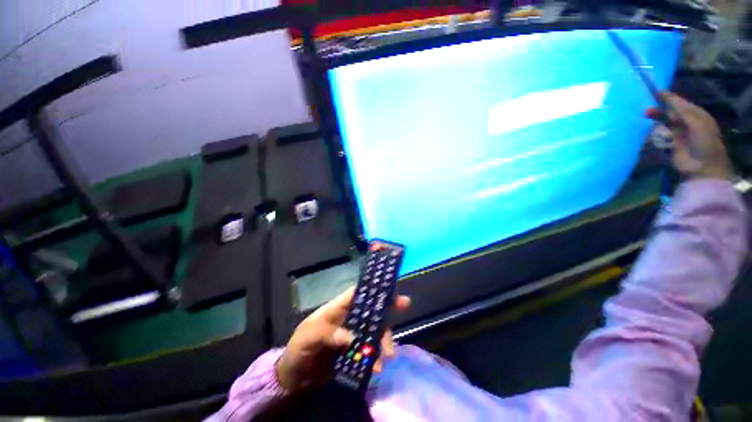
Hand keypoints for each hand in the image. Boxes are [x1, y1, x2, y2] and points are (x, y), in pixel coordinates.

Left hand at [275, 287, 410, 391]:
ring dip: (384, 339)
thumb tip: (352, 337)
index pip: (358, 292)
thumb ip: (328, 334)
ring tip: (388, 354)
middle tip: (405, 304)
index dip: (374, 288)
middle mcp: (349, 317)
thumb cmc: (299, 347)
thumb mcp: (309, 336)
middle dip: (388, 306)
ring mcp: (354, 334)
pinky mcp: (355, 351)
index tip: (390, 286)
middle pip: (371, 309)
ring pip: (374, 330)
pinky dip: (377, 357)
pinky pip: (370, 350)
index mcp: (338, 307)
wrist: (294, 376)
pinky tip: (379, 367)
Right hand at [647, 91, 731, 180]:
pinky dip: (654, 136)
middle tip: (645, 112)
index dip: (668, 98)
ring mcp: (678, 135)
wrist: (703, 166)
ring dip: (656, 124)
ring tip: (646, 125)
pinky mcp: (670, 145)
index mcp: (695, 115)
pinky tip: (650, 137)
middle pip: (669, 113)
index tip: (654, 93)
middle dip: (658, 112)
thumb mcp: (695, 121)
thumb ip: (680, 108)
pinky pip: (659, 137)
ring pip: (663, 124)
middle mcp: (686, 123)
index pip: (679, 103)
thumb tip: (664, 94)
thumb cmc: (704, 141)